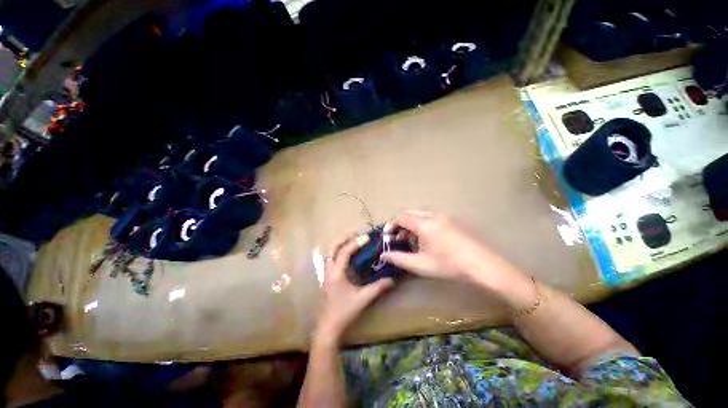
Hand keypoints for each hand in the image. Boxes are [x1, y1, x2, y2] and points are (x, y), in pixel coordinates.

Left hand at [316, 235, 393, 343]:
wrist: (328, 327)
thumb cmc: (344, 312)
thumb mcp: (362, 299)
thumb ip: (378, 288)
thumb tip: (392, 279)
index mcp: (337, 273)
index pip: (344, 252)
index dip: (355, 243)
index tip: (366, 237)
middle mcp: (329, 271)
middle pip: (332, 248)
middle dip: (343, 238)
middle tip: (355, 234)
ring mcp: (327, 274)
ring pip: (330, 253)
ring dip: (340, 244)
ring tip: (351, 240)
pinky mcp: (328, 278)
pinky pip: (331, 259)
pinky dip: (338, 252)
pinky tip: (347, 255)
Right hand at [382, 210, 524, 293]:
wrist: (483, 266)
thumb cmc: (449, 265)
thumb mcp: (421, 265)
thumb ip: (399, 259)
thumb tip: (384, 255)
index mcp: (424, 224)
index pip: (402, 218)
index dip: (392, 225)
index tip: (388, 236)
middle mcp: (433, 216)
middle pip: (411, 213)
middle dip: (402, 224)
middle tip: (399, 238)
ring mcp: (445, 217)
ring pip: (422, 215)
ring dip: (413, 224)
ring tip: (413, 240)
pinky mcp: (453, 221)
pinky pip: (432, 218)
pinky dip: (423, 224)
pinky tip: (428, 239)